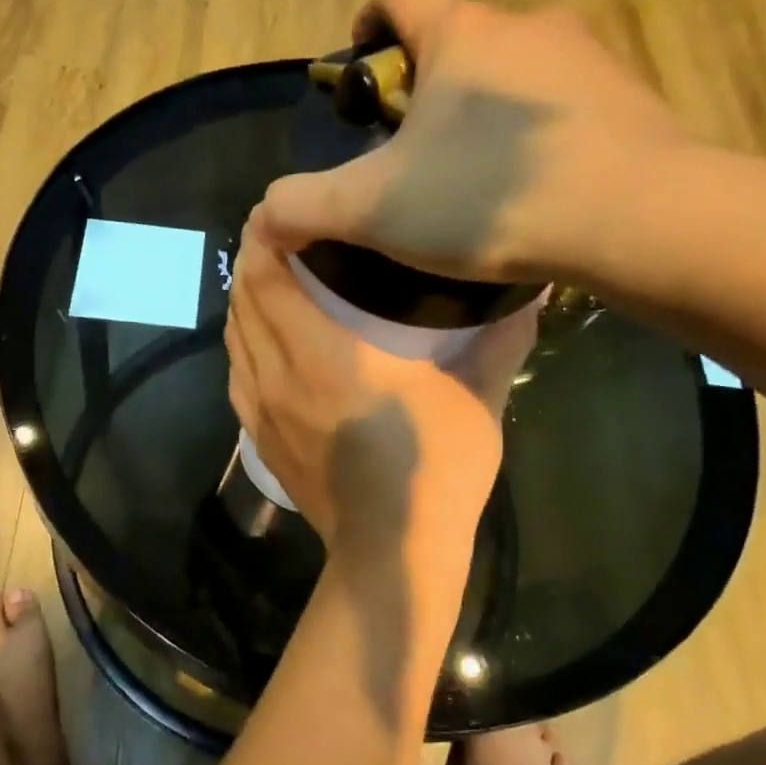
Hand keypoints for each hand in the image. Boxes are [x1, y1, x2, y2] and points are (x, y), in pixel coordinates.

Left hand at [226, 229, 539, 590]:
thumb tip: (531, 293)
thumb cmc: (433, 471)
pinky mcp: (258, 438)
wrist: (391, 554)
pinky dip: (244, 344)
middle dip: (253, 260)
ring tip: (272, 278)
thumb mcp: (475, 400)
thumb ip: (498, 341)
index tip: (278, 210)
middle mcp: (277, 375)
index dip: (264, 236)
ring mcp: (260, 410)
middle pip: (244, 301)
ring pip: (234, 338)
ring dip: (246, 301)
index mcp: (320, 355)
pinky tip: (266, 340)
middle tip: (282, 235)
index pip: (267, 278)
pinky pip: (237, 374)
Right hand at [256, 0, 687, 288]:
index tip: (364, 69)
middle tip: (416, 153)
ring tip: (476, 180)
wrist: (635, 216)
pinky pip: (564, 105)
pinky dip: (537, 136)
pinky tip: (534, 191)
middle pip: (460, 36)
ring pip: (516, 71)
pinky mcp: (629, 99)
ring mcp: (586, 58)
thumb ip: (304, 206)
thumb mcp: (374, 209)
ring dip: (487, 111)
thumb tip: (262, 217)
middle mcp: (525, 24)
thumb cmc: (486, 197)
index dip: (369, 21)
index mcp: (460, 33)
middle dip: (429, 85)